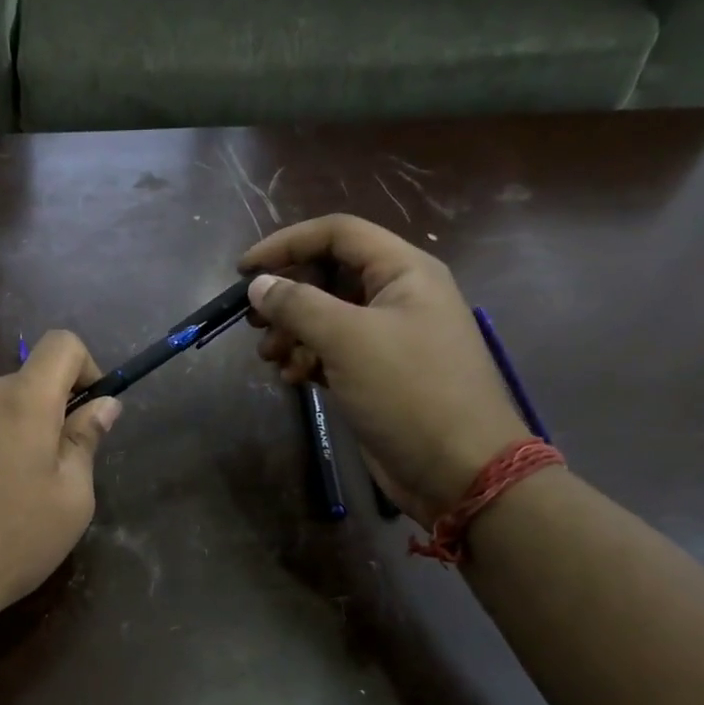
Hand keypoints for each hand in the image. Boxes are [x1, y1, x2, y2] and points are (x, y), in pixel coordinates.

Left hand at [0, 331, 120, 621]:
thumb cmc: (12, 539)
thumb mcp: (70, 497)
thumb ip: (86, 440)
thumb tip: (104, 404)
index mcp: (22, 399)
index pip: (61, 343)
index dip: (87, 367)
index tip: (90, 413)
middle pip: (30, 379)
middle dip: (54, 411)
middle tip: (60, 470)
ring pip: (3, 405)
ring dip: (23, 431)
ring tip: (21, 491)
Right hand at [241, 214, 527, 524]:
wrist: (459, 470)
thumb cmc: (409, 392)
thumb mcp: (348, 340)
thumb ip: (298, 305)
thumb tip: (258, 285)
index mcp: (403, 271)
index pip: (337, 234)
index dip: (287, 244)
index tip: (244, 270)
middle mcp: (397, 296)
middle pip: (328, 275)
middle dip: (287, 296)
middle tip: (254, 322)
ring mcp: (388, 337)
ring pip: (326, 316)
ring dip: (292, 332)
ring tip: (270, 357)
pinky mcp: (377, 374)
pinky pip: (333, 351)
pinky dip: (308, 358)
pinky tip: (292, 379)